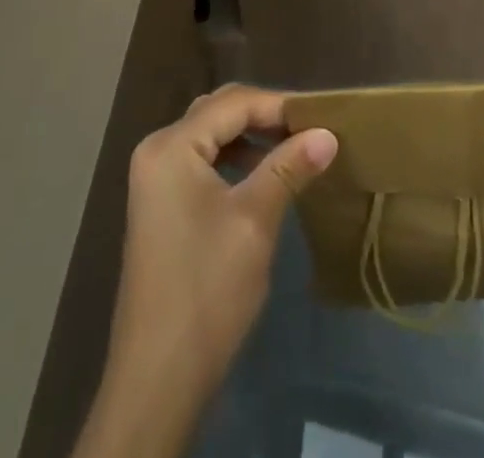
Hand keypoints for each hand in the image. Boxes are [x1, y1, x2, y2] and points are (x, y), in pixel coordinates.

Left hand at [73, 85, 337, 457]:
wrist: (157, 379)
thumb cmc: (207, 290)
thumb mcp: (254, 221)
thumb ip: (289, 167)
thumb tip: (328, 133)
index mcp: (171, 146)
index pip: (233, 103)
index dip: (279, 105)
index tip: (322, 117)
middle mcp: (157, 150)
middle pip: (219, 111)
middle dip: (265, 115)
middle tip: (309, 128)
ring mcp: (155, 178)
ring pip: (211, 134)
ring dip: (251, 136)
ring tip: (293, 148)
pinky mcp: (161, 203)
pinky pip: (203, 160)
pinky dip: (234, 158)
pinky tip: (263, 175)